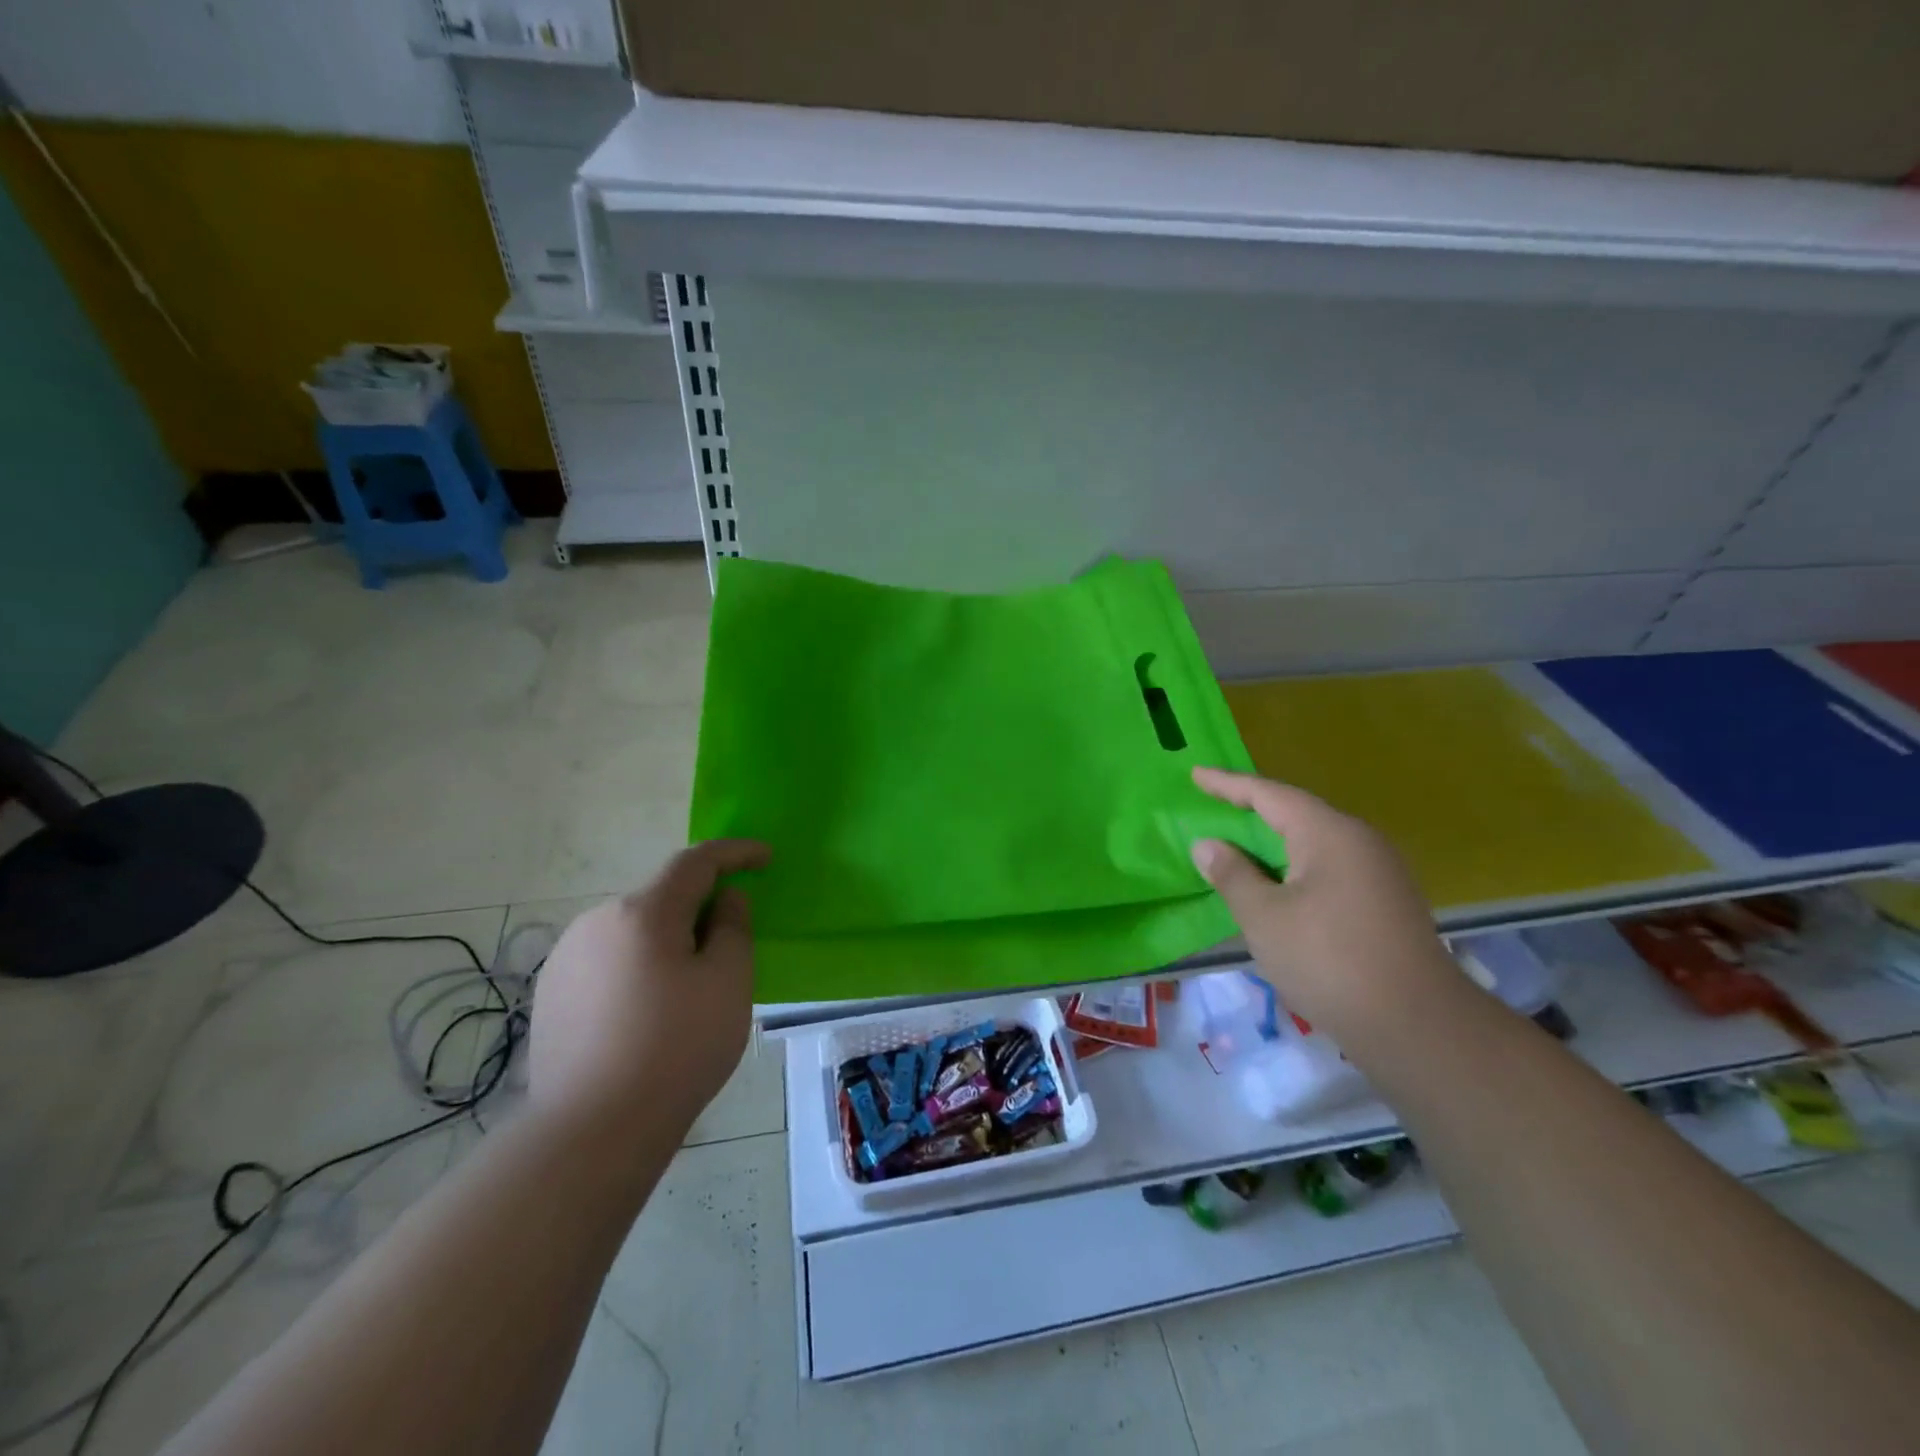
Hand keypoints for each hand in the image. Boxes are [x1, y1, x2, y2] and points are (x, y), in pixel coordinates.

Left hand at [529, 839, 770, 1133]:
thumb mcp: (729, 982)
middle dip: (699, 908)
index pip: (696, 861)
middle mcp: (597, 921)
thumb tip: (724, 900)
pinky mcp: (550, 994)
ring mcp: (566, 958)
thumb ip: (733, 927)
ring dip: (666, 940)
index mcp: (643, 912)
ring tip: (687, 988)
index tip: (766, 857)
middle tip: (729, 945)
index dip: (735, 852)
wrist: (592, 1132)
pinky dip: (637, 967)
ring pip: (633, 930)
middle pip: (662, 897)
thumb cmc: (677, 1049)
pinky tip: (646, 1012)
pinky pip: (608, 960)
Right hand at [1189, 767, 1465, 1045]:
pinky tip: (1279, 885)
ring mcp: (1380, 871)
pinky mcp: (1387, 901)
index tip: (1196, 774)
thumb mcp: (1264, 917)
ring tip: (1240, 845)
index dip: (1229, 784)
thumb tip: (1208, 844)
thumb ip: (1232, 875)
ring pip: (1315, 842)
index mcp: (1329, 834)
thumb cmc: (1328, 961)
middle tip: (1215, 805)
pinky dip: (1296, 866)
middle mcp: (1360, 841)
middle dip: (1253, 810)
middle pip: (1297, 813)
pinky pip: (1331, 866)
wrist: (1417, 1026)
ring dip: (1275, 842)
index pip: (1270, 795)